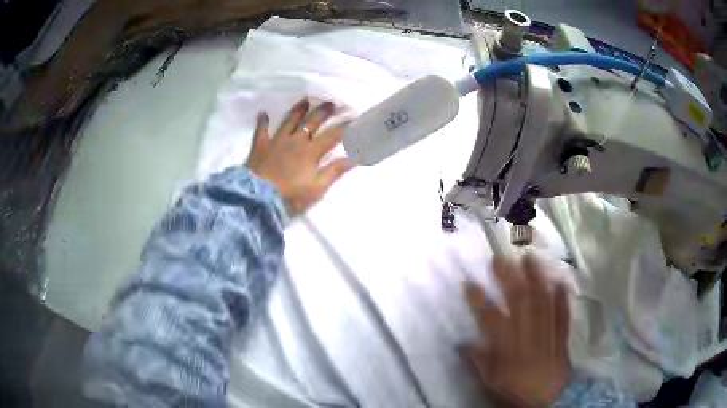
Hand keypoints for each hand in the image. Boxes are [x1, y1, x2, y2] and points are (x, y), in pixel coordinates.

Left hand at [246, 99, 351, 212]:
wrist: (259, 198)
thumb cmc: (290, 195)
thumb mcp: (317, 188)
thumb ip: (334, 171)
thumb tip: (354, 157)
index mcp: (311, 151)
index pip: (332, 135)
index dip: (345, 126)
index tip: (354, 117)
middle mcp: (295, 141)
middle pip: (311, 122)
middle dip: (323, 112)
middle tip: (331, 103)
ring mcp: (277, 141)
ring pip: (289, 120)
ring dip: (298, 110)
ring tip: (305, 100)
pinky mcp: (260, 146)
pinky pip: (261, 130)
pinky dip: (262, 122)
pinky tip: (263, 113)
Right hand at [462, 255, 571, 407]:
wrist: (545, 402)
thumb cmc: (515, 392)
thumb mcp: (491, 382)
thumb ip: (478, 362)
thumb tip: (462, 343)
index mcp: (507, 353)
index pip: (491, 322)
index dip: (479, 301)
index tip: (469, 282)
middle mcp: (528, 340)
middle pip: (520, 305)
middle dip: (510, 279)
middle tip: (501, 259)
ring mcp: (548, 336)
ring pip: (543, 304)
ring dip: (538, 279)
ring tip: (530, 258)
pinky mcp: (562, 338)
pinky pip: (563, 315)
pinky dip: (562, 297)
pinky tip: (560, 280)